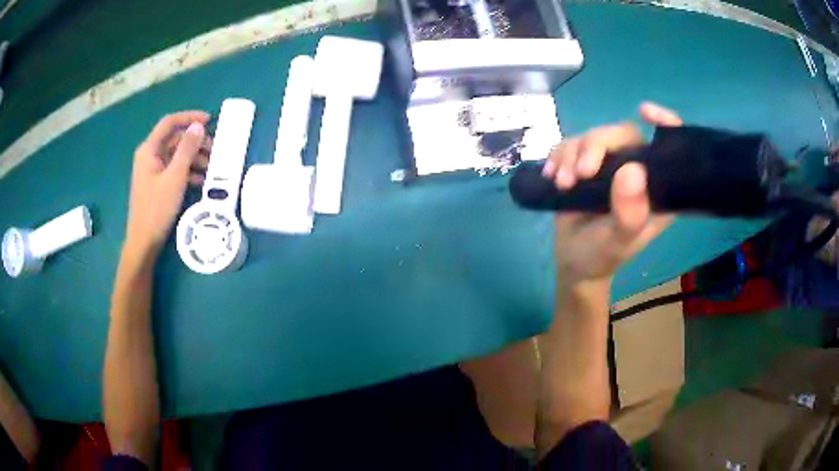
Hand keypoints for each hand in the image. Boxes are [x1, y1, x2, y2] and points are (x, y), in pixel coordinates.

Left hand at [124, 111, 211, 258]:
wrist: (144, 242)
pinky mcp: (157, 184)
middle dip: (195, 142)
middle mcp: (150, 156)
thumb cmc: (157, 208)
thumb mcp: (175, 176)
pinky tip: (201, 181)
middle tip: (215, 150)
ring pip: (176, 155)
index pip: (170, 122)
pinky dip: (188, 171)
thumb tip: (198, 126)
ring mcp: (153, 171)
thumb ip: (187, 149)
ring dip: (194, 158)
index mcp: (149, 149)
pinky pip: (174, 170)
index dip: (189, 117)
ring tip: (211, 168)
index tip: (209, 120)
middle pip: (175, 139)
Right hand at [542, 102, 682, 285]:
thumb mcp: (619, 242)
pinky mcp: (584, 163)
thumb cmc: (603, 255)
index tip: (645, 112)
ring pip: (591, 136)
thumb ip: (630, 213)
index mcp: (656, 187)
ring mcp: (609, 165)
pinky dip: (558, 157)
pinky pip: (570, 144)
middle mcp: (636, 170)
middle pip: (620, 133)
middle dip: (595, 146)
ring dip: (571, 156)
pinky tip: (552, 177)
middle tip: (579, 175)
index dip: (664, 122)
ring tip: (562, 184)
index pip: (667, 146)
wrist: (573, 261)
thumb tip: (633, 170)